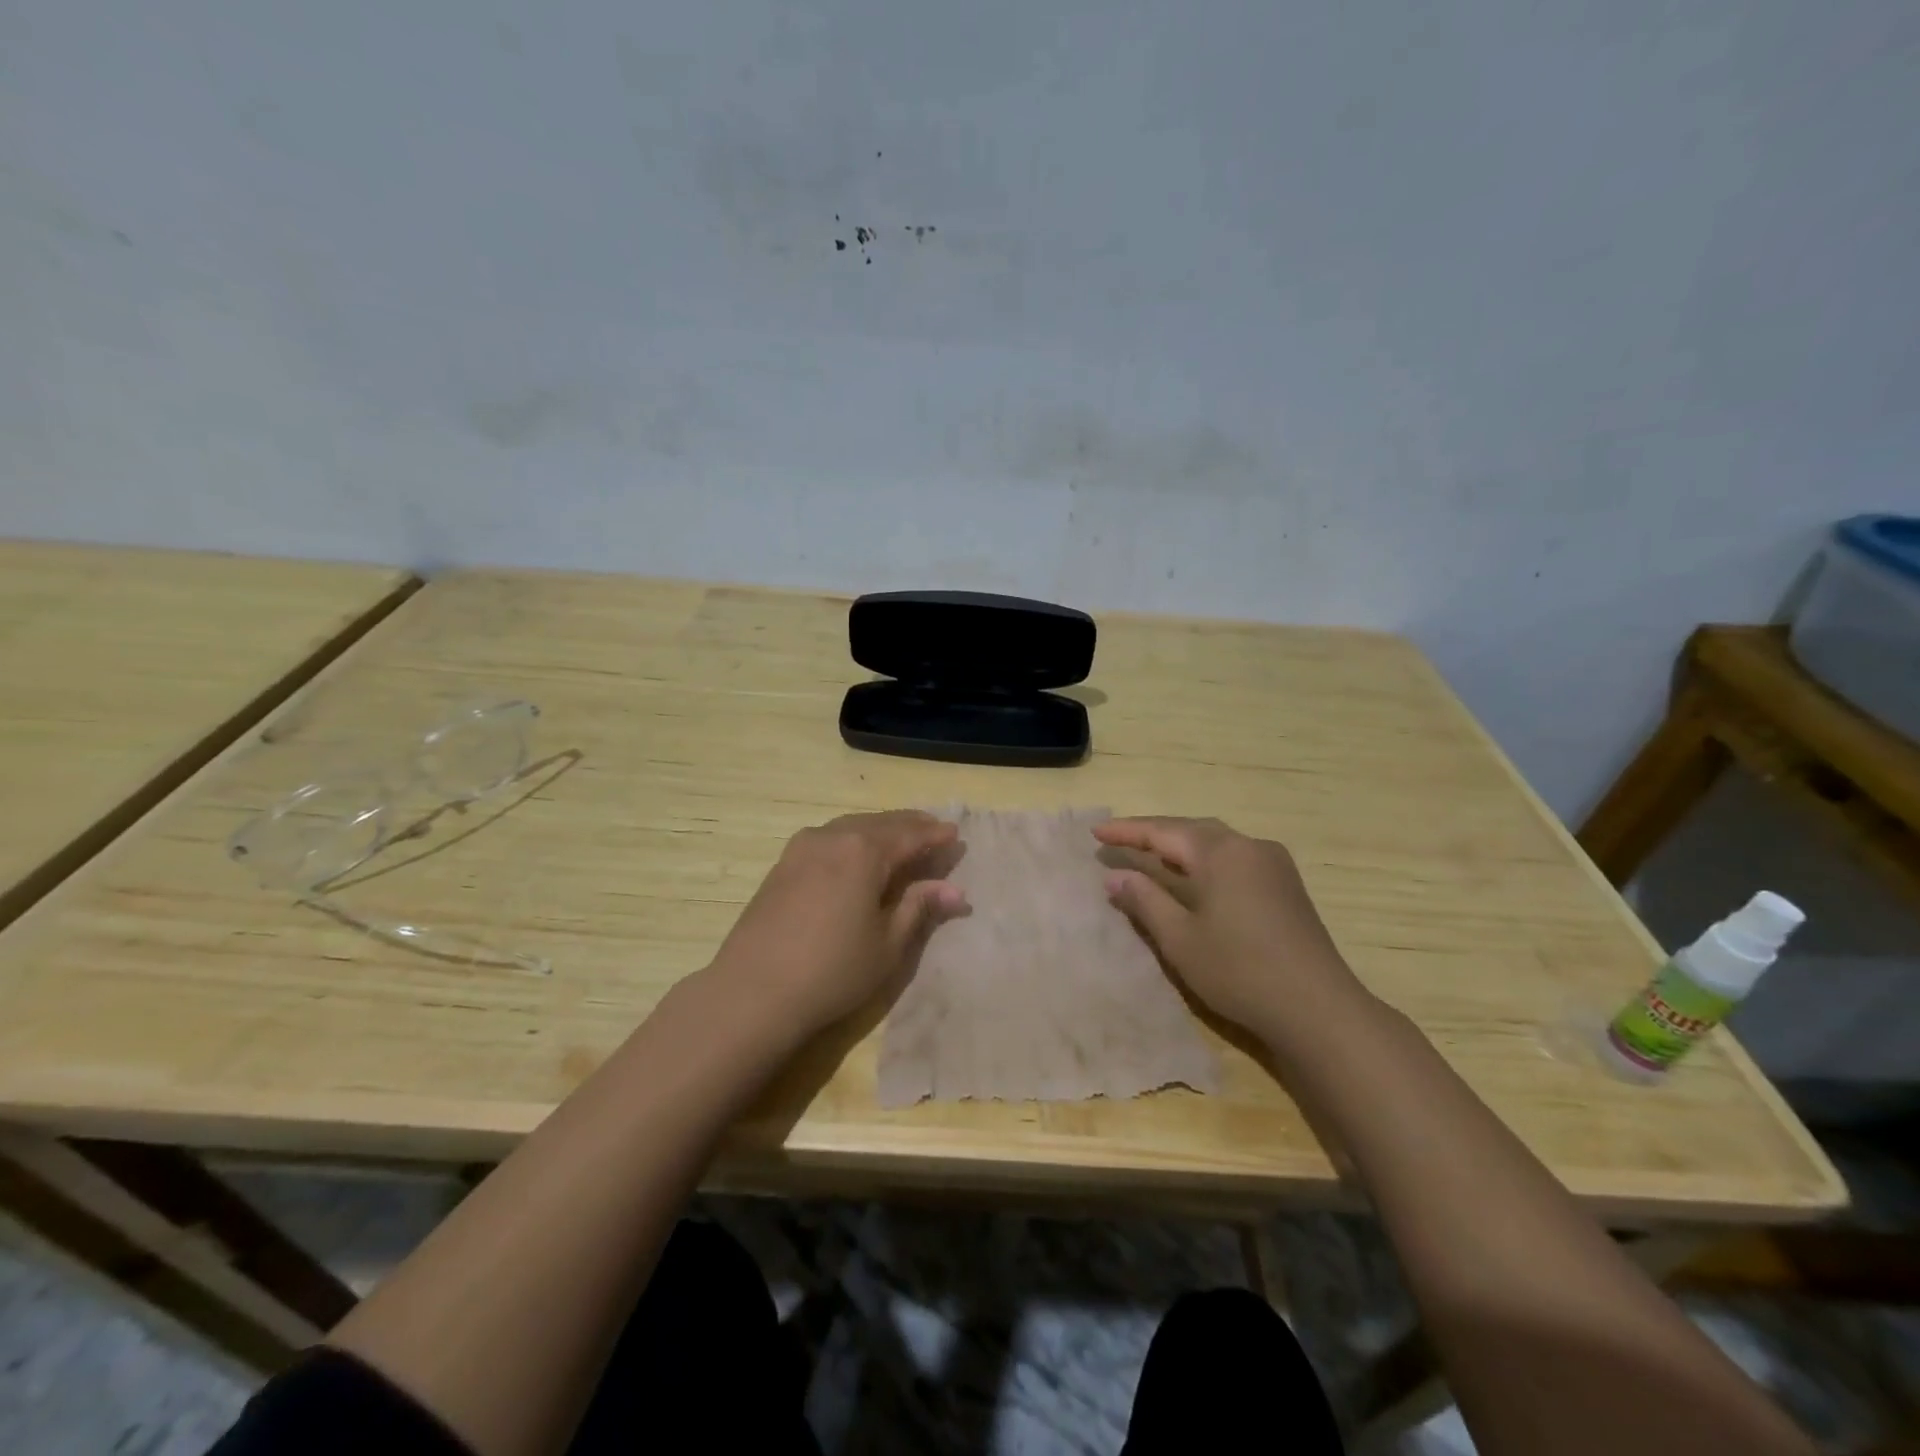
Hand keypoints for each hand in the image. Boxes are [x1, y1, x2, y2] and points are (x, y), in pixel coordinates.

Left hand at [705, 810, 966, 1038]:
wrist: (753, 992)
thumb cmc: (832, 970)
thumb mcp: (887, 944)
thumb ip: (919, 908)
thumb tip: (955, 890)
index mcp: (864, 850)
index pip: (910, 835)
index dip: (935, 835)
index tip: (956, 834)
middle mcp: (833, 837)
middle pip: (880, 823)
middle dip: (910, 826)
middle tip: (933, 830)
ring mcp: (802, 848)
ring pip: (852, 827)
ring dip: (880, 829)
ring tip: (900, 839)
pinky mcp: (783, 864)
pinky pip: (829, 838)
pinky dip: (852, 839)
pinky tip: (857, 853)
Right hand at [1093, 816, 1369, 1041]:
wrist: (1318, 1008)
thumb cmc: (1240, 970)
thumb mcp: (1180, 938)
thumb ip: (1144, 900)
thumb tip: (1114, 875)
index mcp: (1221, 852)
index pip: (1163, 831)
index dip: (1127, 832)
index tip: (1095, 832)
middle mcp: (1249, 846)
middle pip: (1191, 829)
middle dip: (1153, 833)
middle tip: (1119, 840)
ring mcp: (1273, 864)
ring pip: (1216, 841)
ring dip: (1180, 845)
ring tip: (1150, 853)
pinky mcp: (1286, 885)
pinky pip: (1235, 857)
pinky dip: (1204, 859)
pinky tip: (1194, 876)